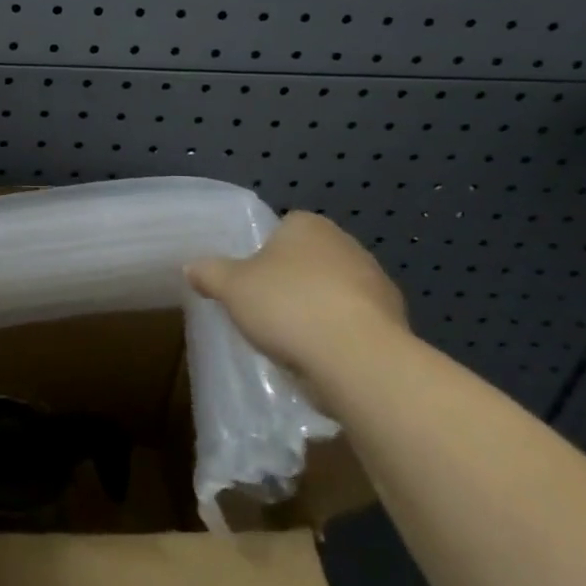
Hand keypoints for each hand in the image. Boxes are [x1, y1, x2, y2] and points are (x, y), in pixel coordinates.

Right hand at [186, 211, 407, 376]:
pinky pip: (354, 322)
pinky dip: (339, 335)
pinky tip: (321, 357)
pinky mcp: (394, 322)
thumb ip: (210, 273)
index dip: (265, 252)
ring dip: (318, 309)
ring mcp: (376, 283)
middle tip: (266, 308)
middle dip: (292, 281)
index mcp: (308, 225)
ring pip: (335, 291)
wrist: (357, 359)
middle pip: (310, 259)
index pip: (284, 227)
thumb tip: (191, 267)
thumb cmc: (288, 306)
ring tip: (293, 339)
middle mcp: (347, 245)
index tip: (251, 279)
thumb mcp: (230, 287)